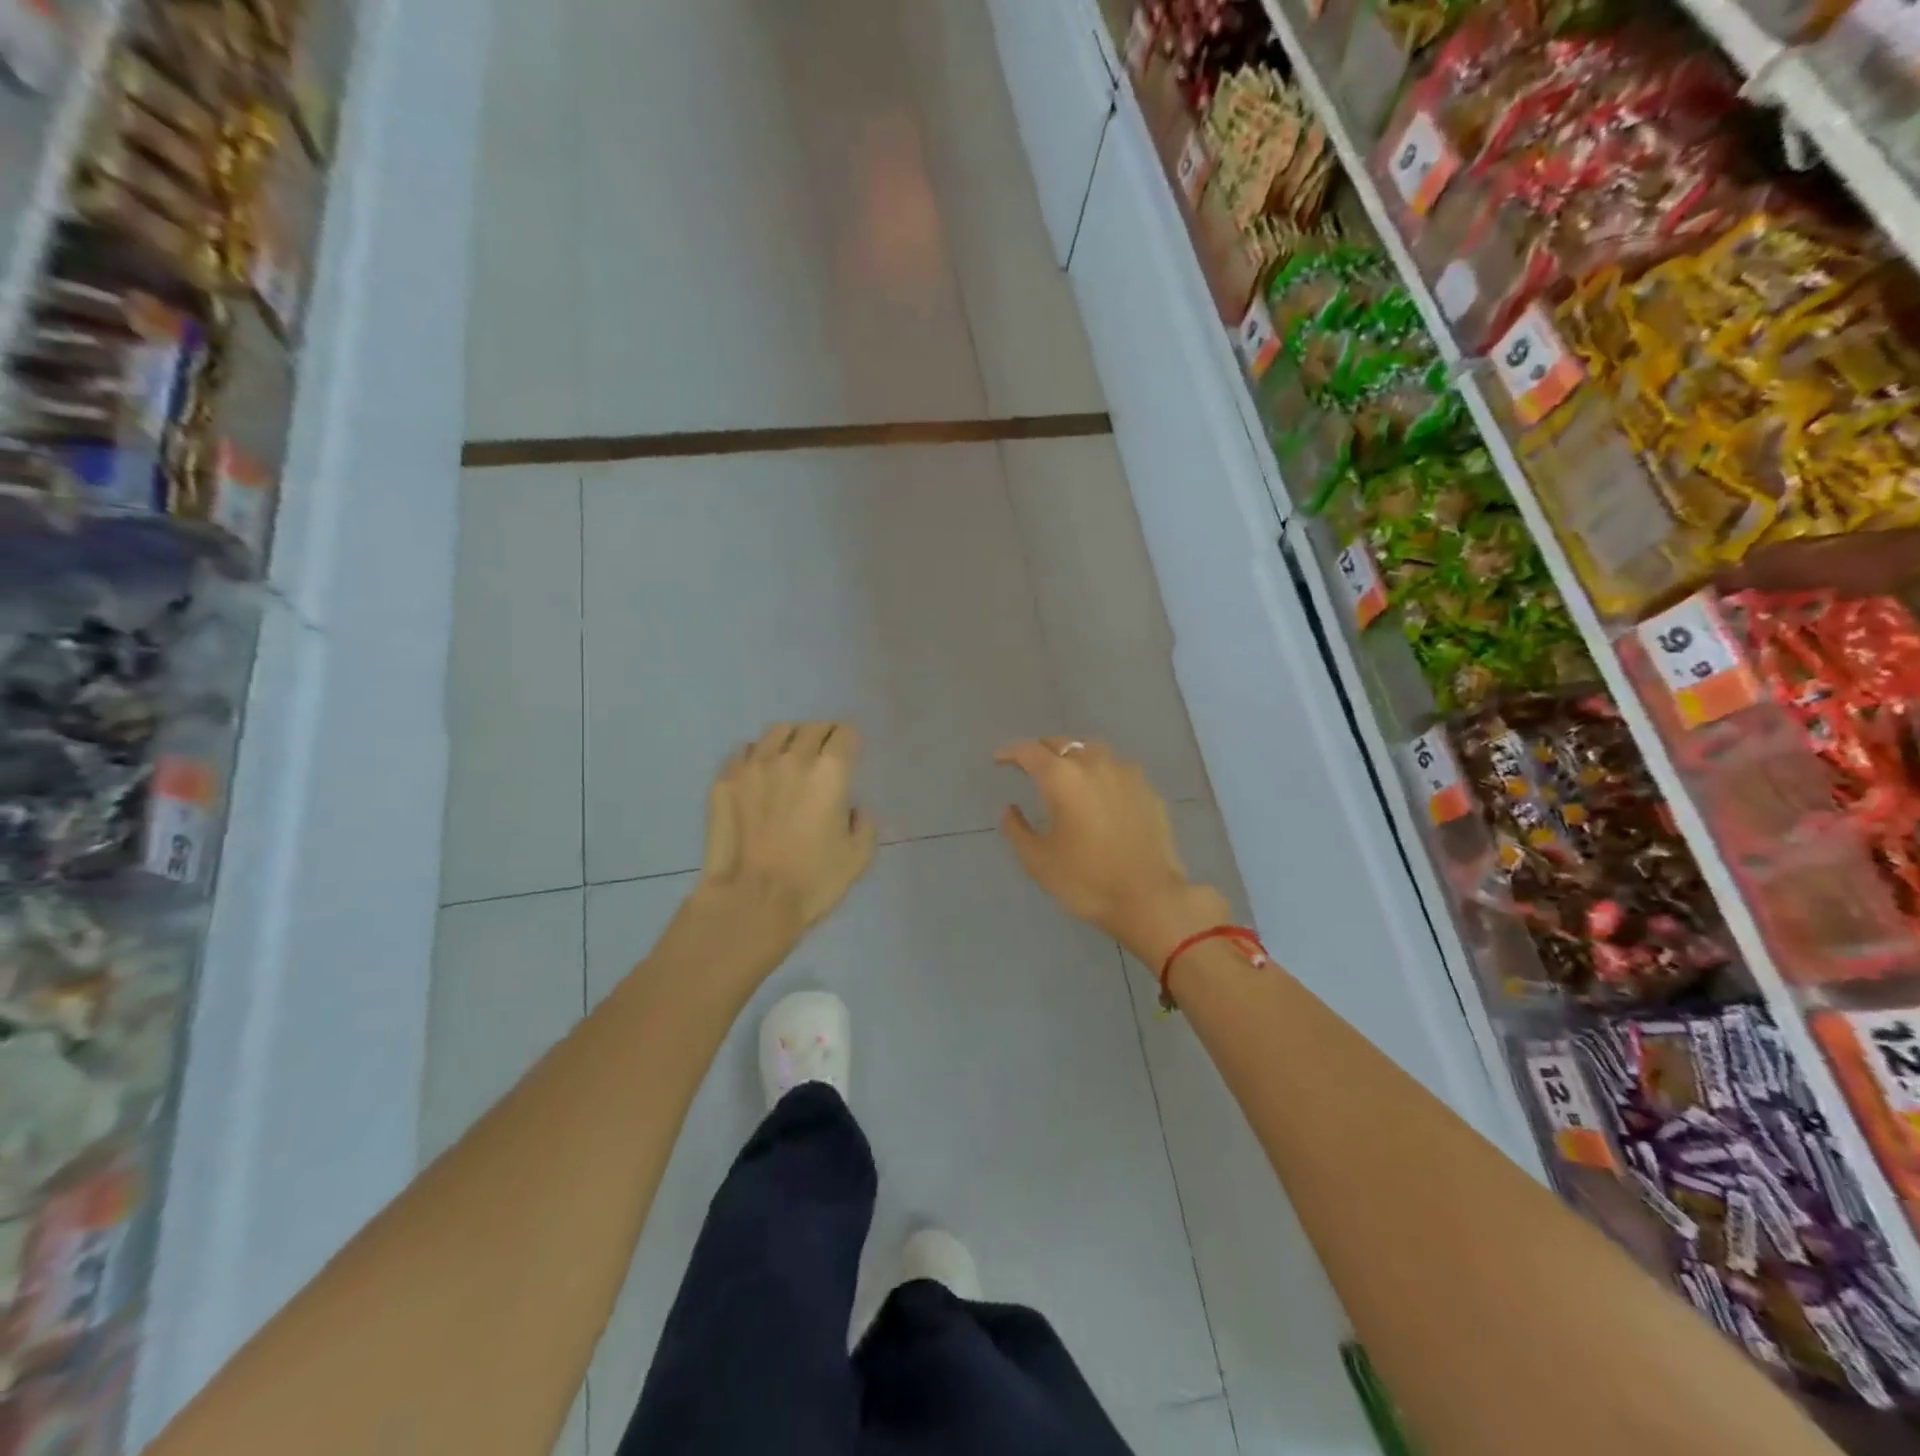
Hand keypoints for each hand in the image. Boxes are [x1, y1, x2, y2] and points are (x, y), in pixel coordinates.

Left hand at [699, 722, 876, 942]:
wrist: (751, 900)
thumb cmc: (813, 881)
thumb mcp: (858, 858)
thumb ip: (863, 825)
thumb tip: (852, 810)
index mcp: (830, 771)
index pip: (845, 733)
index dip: (850, 741)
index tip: (850, 753)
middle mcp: (792, 757)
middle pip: (812, 728)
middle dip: (823, 736)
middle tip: (823, 755)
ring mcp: (754, 765)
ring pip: (777, 732)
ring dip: (790, 739)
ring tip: (790, 758)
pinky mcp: (725, 779)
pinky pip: (744, 752)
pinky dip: (757, 756)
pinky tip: (759, 775)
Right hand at [995, 738, 1230, 965]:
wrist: (1151, 898)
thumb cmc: (1087, 880)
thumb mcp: (1039, 860)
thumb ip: (1017, 829)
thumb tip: (1009, 809)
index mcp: (1062, 778)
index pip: (1029, 751)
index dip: (1010, 752)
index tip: (999, 759)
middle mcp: (1094, 764)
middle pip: (1063, 743)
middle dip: (1042, 751)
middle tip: (1029, 766)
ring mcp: (1127, 774)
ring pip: (1094, 750)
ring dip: (1074, 755)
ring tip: (1066, 773)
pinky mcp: (1148, 790)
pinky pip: (1118, 769)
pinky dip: (1101, 773)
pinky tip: (1101, 793)